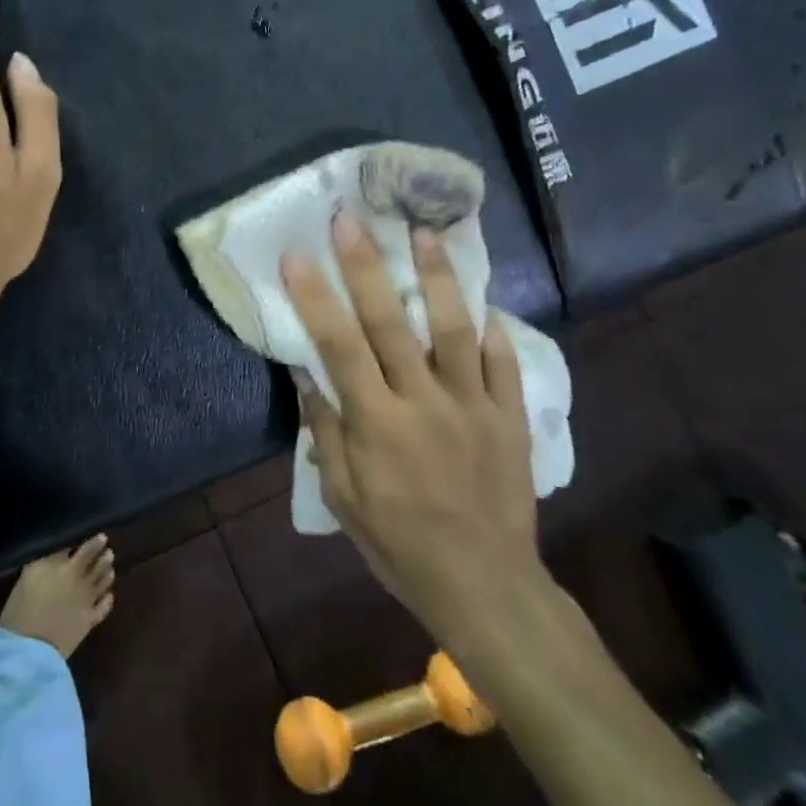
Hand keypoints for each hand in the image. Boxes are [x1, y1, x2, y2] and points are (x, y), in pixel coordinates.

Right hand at [282, 212, 553, 662]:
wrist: (486, 585)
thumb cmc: (400, 545)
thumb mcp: (344, 498)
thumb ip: (326, 431)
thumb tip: (305, 375)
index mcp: (378, 423)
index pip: (339, 346)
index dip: (315, 297)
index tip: (296, 255)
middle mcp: (425, 402)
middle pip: (390, 323)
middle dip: (366, 266)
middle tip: (350, 219)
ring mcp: (474, 406)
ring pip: (453, 329)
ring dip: (436, 278)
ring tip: (424, 233)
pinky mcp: (509, 417)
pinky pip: (503, 364)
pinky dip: (493, 330)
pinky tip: (484, 300)